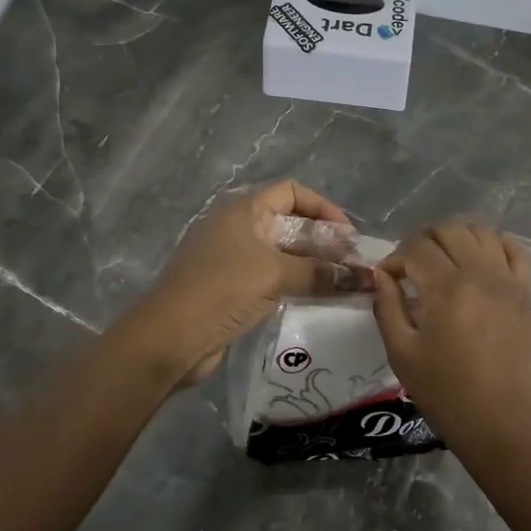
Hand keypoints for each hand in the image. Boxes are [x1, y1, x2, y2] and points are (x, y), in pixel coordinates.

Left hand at [125, 181, 352, 385]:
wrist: (169, 338)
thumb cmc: (222, 291)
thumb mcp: (275, 275)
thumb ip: (320, 273)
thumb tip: (361, 277)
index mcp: (242, 210)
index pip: (291, 192)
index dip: (323, 208)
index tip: (348, 236)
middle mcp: (236, 228)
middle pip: (288, 222)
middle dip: (322, 241)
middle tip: (350, 265)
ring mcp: (230, 259)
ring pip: (280, 253)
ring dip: (310, 266)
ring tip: (340, 284)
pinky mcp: (228, 289)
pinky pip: (269, 278)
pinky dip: (293, 284)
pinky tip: (314, 300)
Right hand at [371, 220, 530, 451]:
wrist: (501, 423)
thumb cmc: (446, 394)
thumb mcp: (402, 354)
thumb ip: (387, 307)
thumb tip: (382, 275)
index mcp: (446, 289)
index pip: (416, 247)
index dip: (395, 257)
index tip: (388, 278)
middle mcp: (480, 275)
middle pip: (449, 229)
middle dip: (423, 240)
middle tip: (412, 266)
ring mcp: (508, 281)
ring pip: (481, 232)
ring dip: (456, 238)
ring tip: (443, 261)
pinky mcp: (525, 294)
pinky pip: (515, 251)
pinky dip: (494, 245)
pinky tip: (478, 260)